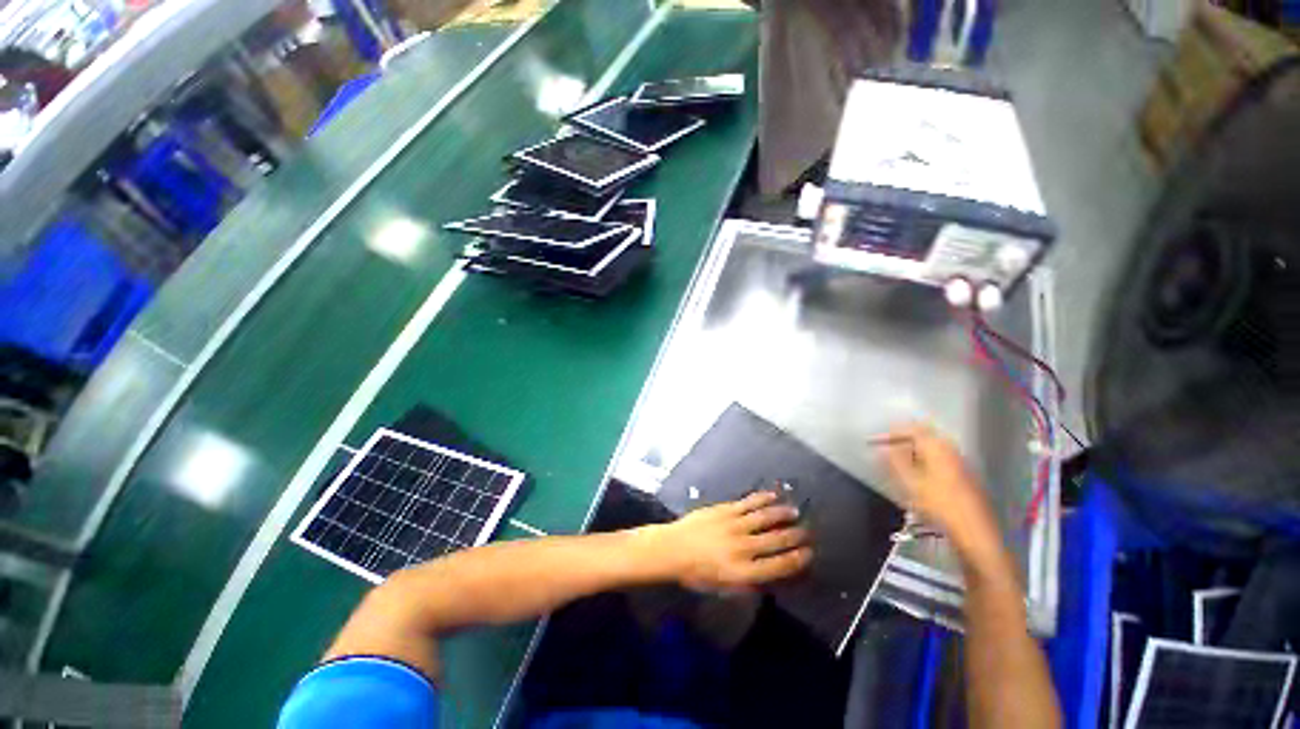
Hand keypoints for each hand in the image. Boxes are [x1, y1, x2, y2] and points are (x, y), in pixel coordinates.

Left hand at [648, 491, 811, 592]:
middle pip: (776, 540)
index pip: (778, 566)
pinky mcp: (725, 510)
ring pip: (764, 518)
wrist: (673, 548)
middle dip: (794, 535)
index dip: (796, 559)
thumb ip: (748, 582)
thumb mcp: (723, 587)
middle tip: (807, 531)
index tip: (808, 553)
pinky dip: (762, 499)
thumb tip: (770, 574)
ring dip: (781, 513)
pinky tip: (772, 495)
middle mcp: (743, 548)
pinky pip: (748, 503)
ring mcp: (734, 525)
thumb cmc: (697, 573)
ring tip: (794, 510)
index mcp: (743, 572)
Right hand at [876, 424, 999, 555]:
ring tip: (896, 463)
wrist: (974, 531)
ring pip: (931, 448)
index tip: (874, 441)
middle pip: (923, 436)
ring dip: (912, 451)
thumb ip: (894, 461)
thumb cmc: (938, 504)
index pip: (911, 428)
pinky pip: (938, 459)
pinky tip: (916, 475)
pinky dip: (923, 461)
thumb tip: (881, 448)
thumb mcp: (910, 482)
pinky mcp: (963, 476)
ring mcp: (959, 462)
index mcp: (936, 446)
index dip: (890, 433)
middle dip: (902, 440)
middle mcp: (950, 449)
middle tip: (885, 449)